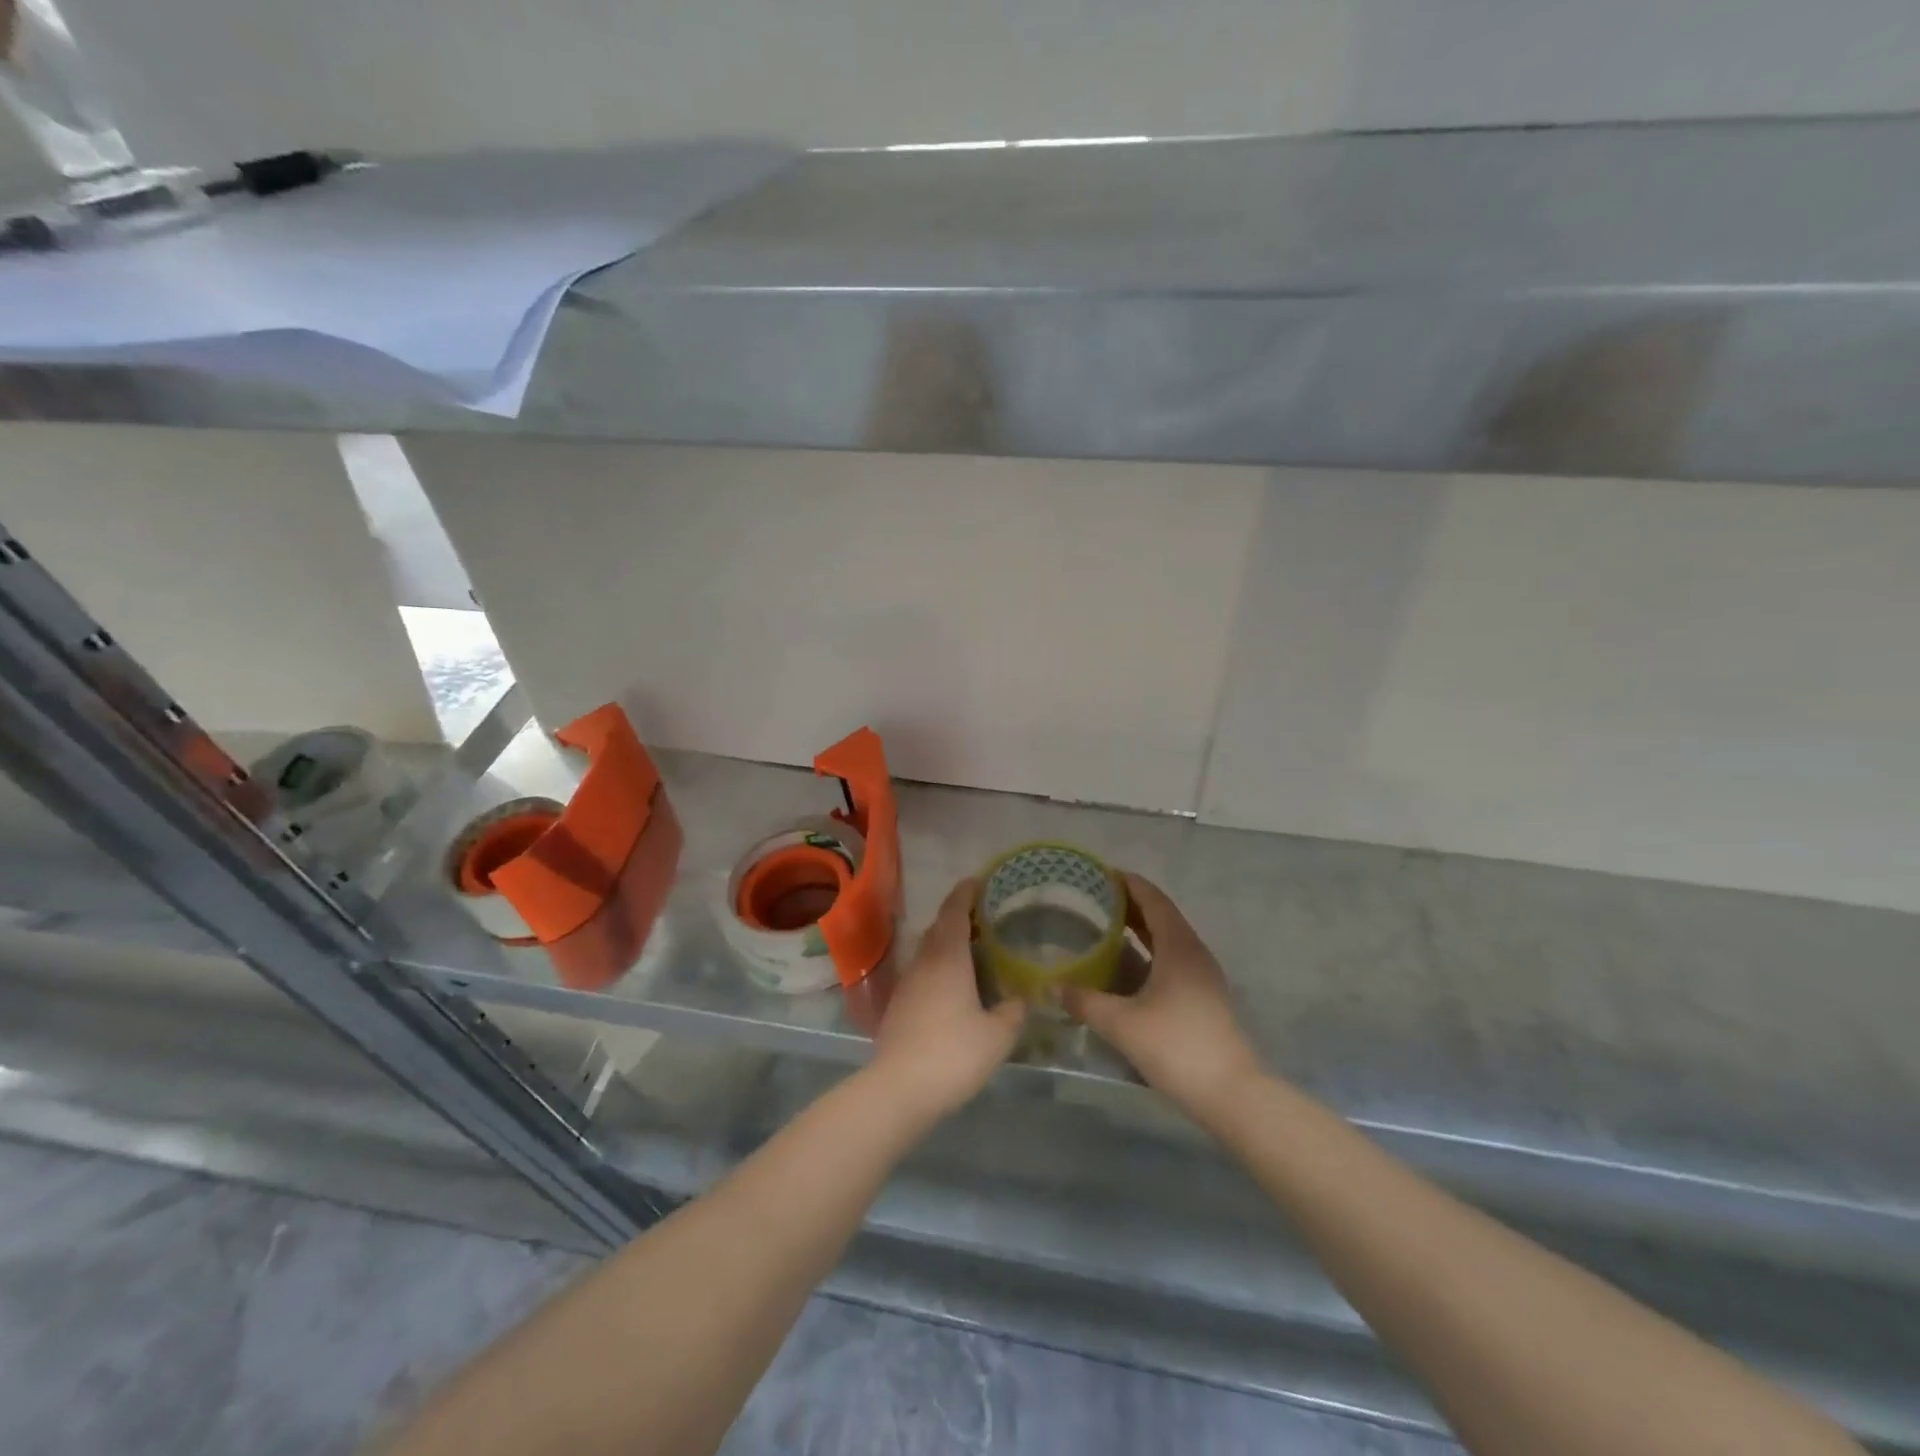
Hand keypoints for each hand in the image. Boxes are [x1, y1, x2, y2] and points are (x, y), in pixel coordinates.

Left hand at [869, 878, 1025, 1119]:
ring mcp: (907, 983)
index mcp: (948, 957)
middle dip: (960, 916)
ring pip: (929, 950)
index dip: (966, 892)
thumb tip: (1022, 998)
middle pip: (939, 927)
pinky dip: (940, 966)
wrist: (899, 1089)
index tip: (980, 881)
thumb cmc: (953, 1053)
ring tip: (975, 951)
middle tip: (986, 918)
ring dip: (948, 943)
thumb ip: (1013, 1011)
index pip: (954, 911)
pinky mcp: (899, 1005)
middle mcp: (924, 962)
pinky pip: (923, 972)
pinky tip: (955, 986)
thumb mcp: (998, 1035)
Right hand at [1063, 874, 1260, 1120]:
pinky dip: (1148, 951)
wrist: (1231, 1094)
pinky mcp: (1203, 997)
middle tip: (1095, 899)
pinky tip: (1126, 966)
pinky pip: (1172, 959)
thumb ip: (1084, 1001)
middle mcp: (1194, 953)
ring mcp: (1203, 976)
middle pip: (1162, 916)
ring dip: (1140, 929)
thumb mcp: (1122, 1024)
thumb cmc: (1177, 1047)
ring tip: (1105, 926)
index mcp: (1179, 947)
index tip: (1102, 874)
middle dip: (1130, 904)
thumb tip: (1051, 987)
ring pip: (1168, 939)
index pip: (1154, 900)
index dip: (1129, 883)